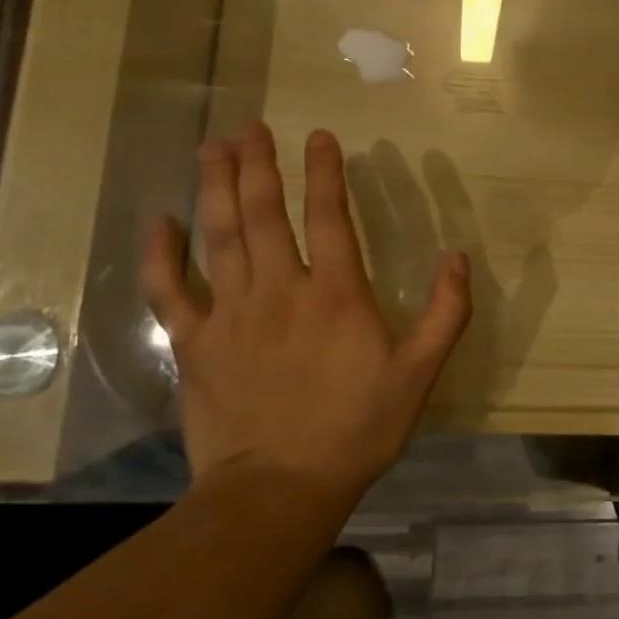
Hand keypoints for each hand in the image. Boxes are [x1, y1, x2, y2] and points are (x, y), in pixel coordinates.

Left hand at [142, 122, 470, 495]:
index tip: (319, 135)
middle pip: (264, 214)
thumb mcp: (419, 374)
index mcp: (335, 294)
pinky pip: (170, 291)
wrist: (279, 491)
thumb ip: (445, 313)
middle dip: (259, 165)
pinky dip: (161, 255)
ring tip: (213, 148)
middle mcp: (279, 290)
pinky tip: (160, 222)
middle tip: (250, 126)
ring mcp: (230, 314)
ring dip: (216, 188)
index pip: (329, 217)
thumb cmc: (356, 428)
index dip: (325, 172)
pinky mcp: (194, 344)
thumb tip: (459, 257)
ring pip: (220, 237)